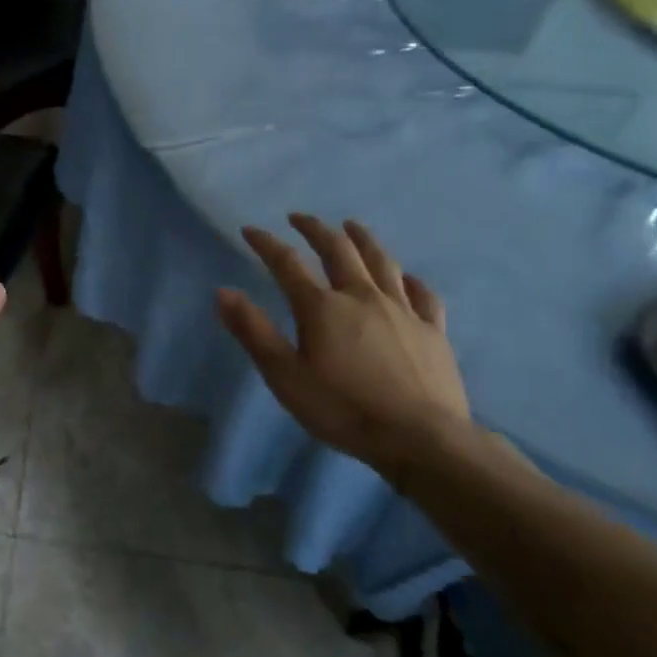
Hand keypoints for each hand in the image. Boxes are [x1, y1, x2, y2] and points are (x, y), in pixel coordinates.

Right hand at [215, 213, 470, 473]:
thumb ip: (253, 331)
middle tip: (300, 218)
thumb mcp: (284, 375)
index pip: (287, 264)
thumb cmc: (342, 409)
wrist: (420, 438)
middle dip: (316, 229)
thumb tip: (223, 292)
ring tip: (351, 226)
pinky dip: (409, 279)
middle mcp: (362, 297)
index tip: (250, 230)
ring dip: (363, 239)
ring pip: (382, 262)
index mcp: (322, 307)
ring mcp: (402, 311)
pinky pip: (422, 294)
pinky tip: (406, 276)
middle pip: (338, 250)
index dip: (266, 244)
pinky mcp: (433, 330)